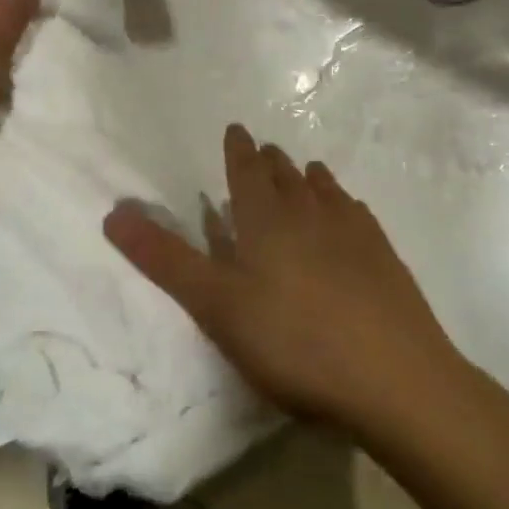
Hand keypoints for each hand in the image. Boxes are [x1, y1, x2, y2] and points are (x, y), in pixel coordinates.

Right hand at [103, 125, 470, 438]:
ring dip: (308, 177)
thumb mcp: (216, 306)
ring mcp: (354, 233)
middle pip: (287, 176)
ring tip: (304, 171)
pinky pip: (357, 214)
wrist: (395, 378)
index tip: (237, 130)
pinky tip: (349, 212)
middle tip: (264, 150)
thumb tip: (114, 212)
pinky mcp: (385, 257)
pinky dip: (343, 203)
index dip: (238, 150)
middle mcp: (311, 214)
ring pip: (325, 191)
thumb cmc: (294, 343)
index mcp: (267, 221)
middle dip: (270, 161)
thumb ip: (165, 260)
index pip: (247, 171)